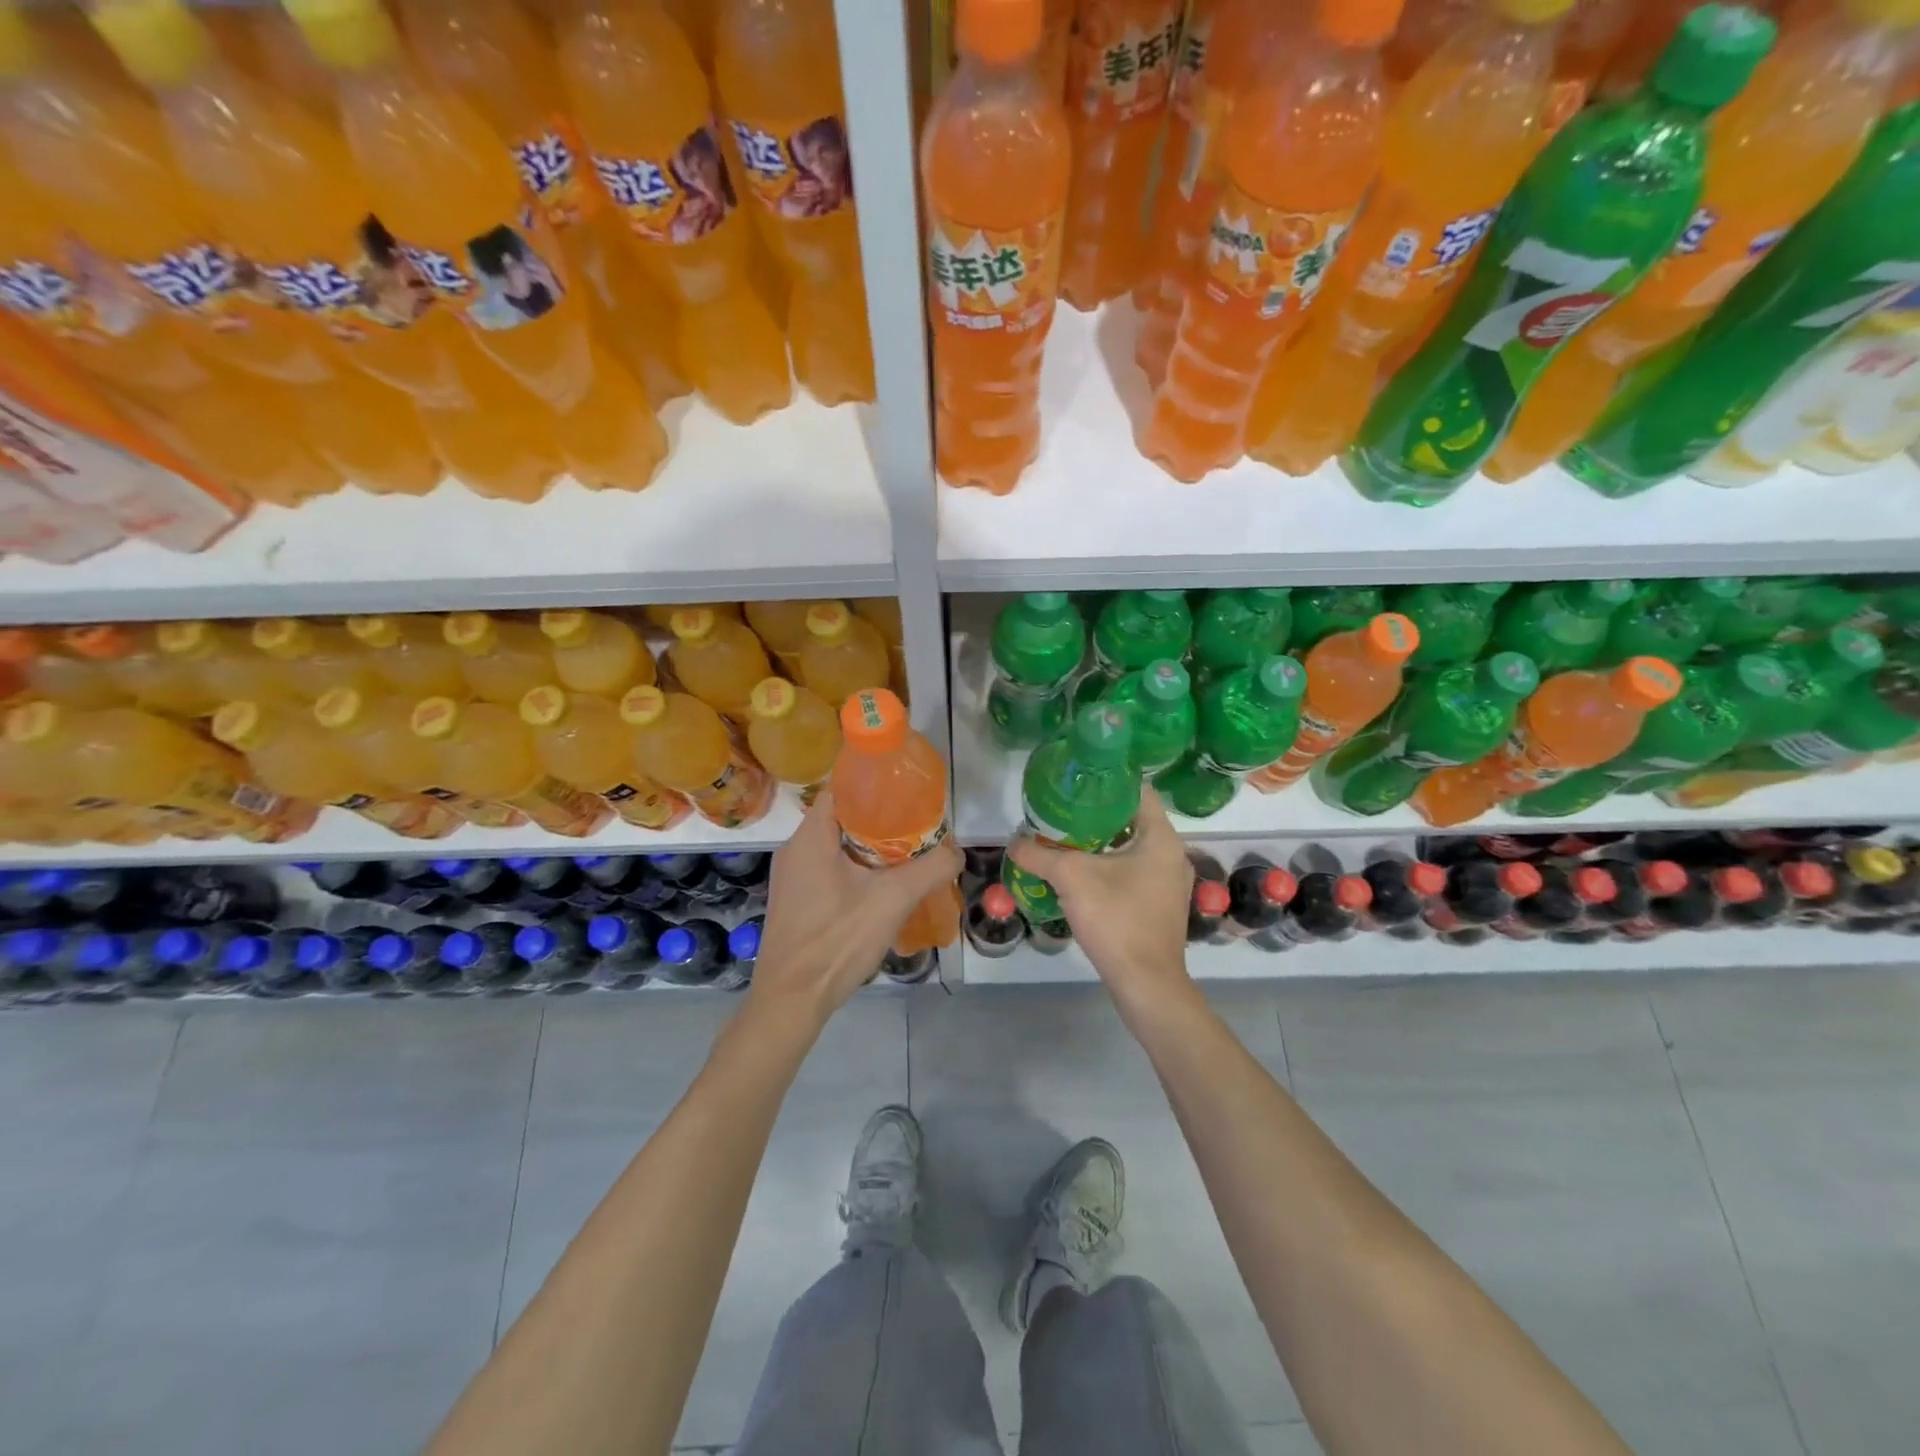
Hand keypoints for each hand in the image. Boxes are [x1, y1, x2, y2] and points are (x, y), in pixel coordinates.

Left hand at [748, 788, 964, 1021]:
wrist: (791, 1001)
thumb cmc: (836, 941)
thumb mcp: (892, 900)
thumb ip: (930, 869)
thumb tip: (957, 852)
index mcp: (810, 837)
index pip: (842, 789)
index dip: (875, 786)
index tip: (909, 794)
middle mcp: (796, 849)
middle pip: (843, 818)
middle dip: (882, 821)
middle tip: (918, 828)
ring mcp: (793, 877)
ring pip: (838, 846)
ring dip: (872, 849)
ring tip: (908, 856)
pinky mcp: (796, 901)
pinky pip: (830, 870)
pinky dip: (858, 870)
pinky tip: (883, 888)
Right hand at [1005, 785, 1194, 1009]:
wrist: (1146, 984)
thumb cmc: (1117, 919)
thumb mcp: (1070, 879)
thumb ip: (1038, 855)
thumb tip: (1013, 842)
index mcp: (1162, 837)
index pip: (1138, 790)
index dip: (1107, 780)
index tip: (1076, 780)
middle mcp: (1172, 854)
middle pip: (1132, 819)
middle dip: (1096, 814)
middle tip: (1062, 810)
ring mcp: (1169, 883)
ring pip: (1131, 848)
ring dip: (1101, 842)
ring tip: (1065, 839)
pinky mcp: (1160, 905)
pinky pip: (1133, 872)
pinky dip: (1108, 866)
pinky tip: (1081, 875)